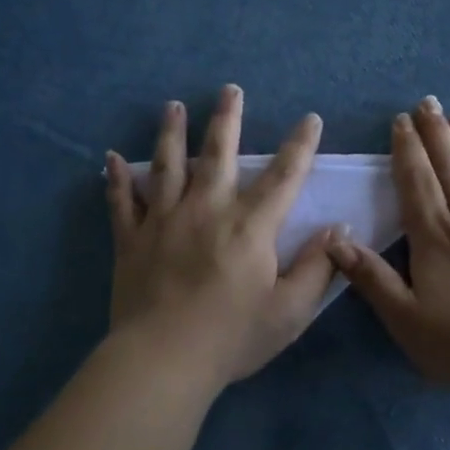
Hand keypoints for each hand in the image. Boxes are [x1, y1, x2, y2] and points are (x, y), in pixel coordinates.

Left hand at [105, 85, 336, 390]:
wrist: (164, 360)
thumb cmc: (233, 337)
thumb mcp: (290, 311)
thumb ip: (317, 268)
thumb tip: (338, 229)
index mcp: (250, 226)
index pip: (283, 176)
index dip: (300, 146)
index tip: (309, 119)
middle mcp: (207, 210)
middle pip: (219, 154)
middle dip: (227, 119)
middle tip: (230, 89)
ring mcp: (163, 221)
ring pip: (167, 165)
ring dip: (171, 133)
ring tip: (173, 107)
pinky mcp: (131, 240)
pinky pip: (122, 201)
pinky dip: (117, 179)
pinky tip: (111, 158)